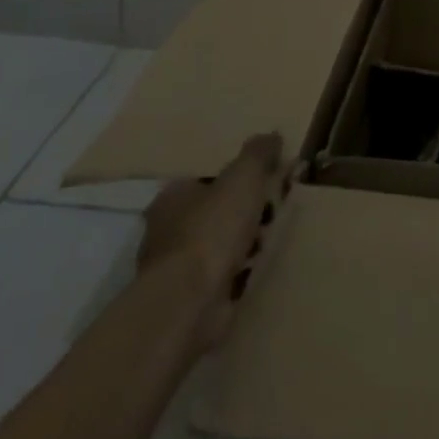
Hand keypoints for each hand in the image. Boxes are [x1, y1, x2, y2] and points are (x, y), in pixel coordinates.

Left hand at [137, 132, 287, 352]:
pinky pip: (221, 275)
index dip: (236, 178)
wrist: (189, 303)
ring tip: (269, 240)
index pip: (206, 179)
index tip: (263, 181)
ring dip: (243, 243)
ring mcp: (175, 268)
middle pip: (214, 211)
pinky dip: (238, 272)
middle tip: (272, 210)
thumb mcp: (244, 177)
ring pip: (218, 245)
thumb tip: (270, 135)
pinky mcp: (187, 299)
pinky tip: (257, 268)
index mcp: (172, 197)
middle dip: (244, 212)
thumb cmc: (212, 230)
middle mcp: (166, 231)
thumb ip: (257, 153)